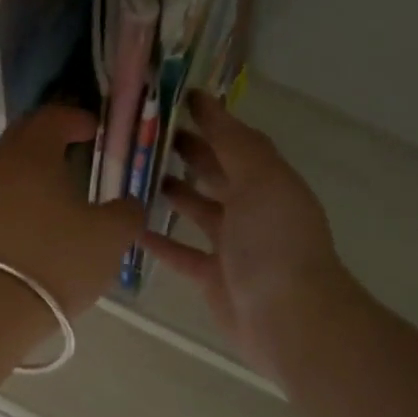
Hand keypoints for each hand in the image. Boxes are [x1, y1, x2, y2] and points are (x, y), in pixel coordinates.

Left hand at [0, 105, 144, 318]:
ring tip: (59, 187)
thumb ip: (127, 212)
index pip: (52, 117)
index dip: (76, 118)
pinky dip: (19, 195)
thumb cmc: (55, 261)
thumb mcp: (109, 237)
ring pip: (7, 167)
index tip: (95, 130)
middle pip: (23, 136)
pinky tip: (37, 218)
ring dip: (32, 168)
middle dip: (50, 136)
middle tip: (76, 148)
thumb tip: (128, 204)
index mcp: (32, 154)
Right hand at [142, 91, 355, 379]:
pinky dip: (158, 240)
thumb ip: (233, 143)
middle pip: (215, 172)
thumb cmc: (274, 242)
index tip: (173, 99)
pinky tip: (130, 228)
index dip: (209, 119)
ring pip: (196, 210)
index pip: (235, 141)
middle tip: (143, 135)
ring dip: (170, 191)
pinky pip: (180, 252)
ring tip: (133, 175)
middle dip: (186, 152)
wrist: (288, 317)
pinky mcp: (212, 276)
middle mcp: (252, 209)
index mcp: (268, 181)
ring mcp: (232, 245)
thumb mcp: (261, 180)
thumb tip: (208, 101)